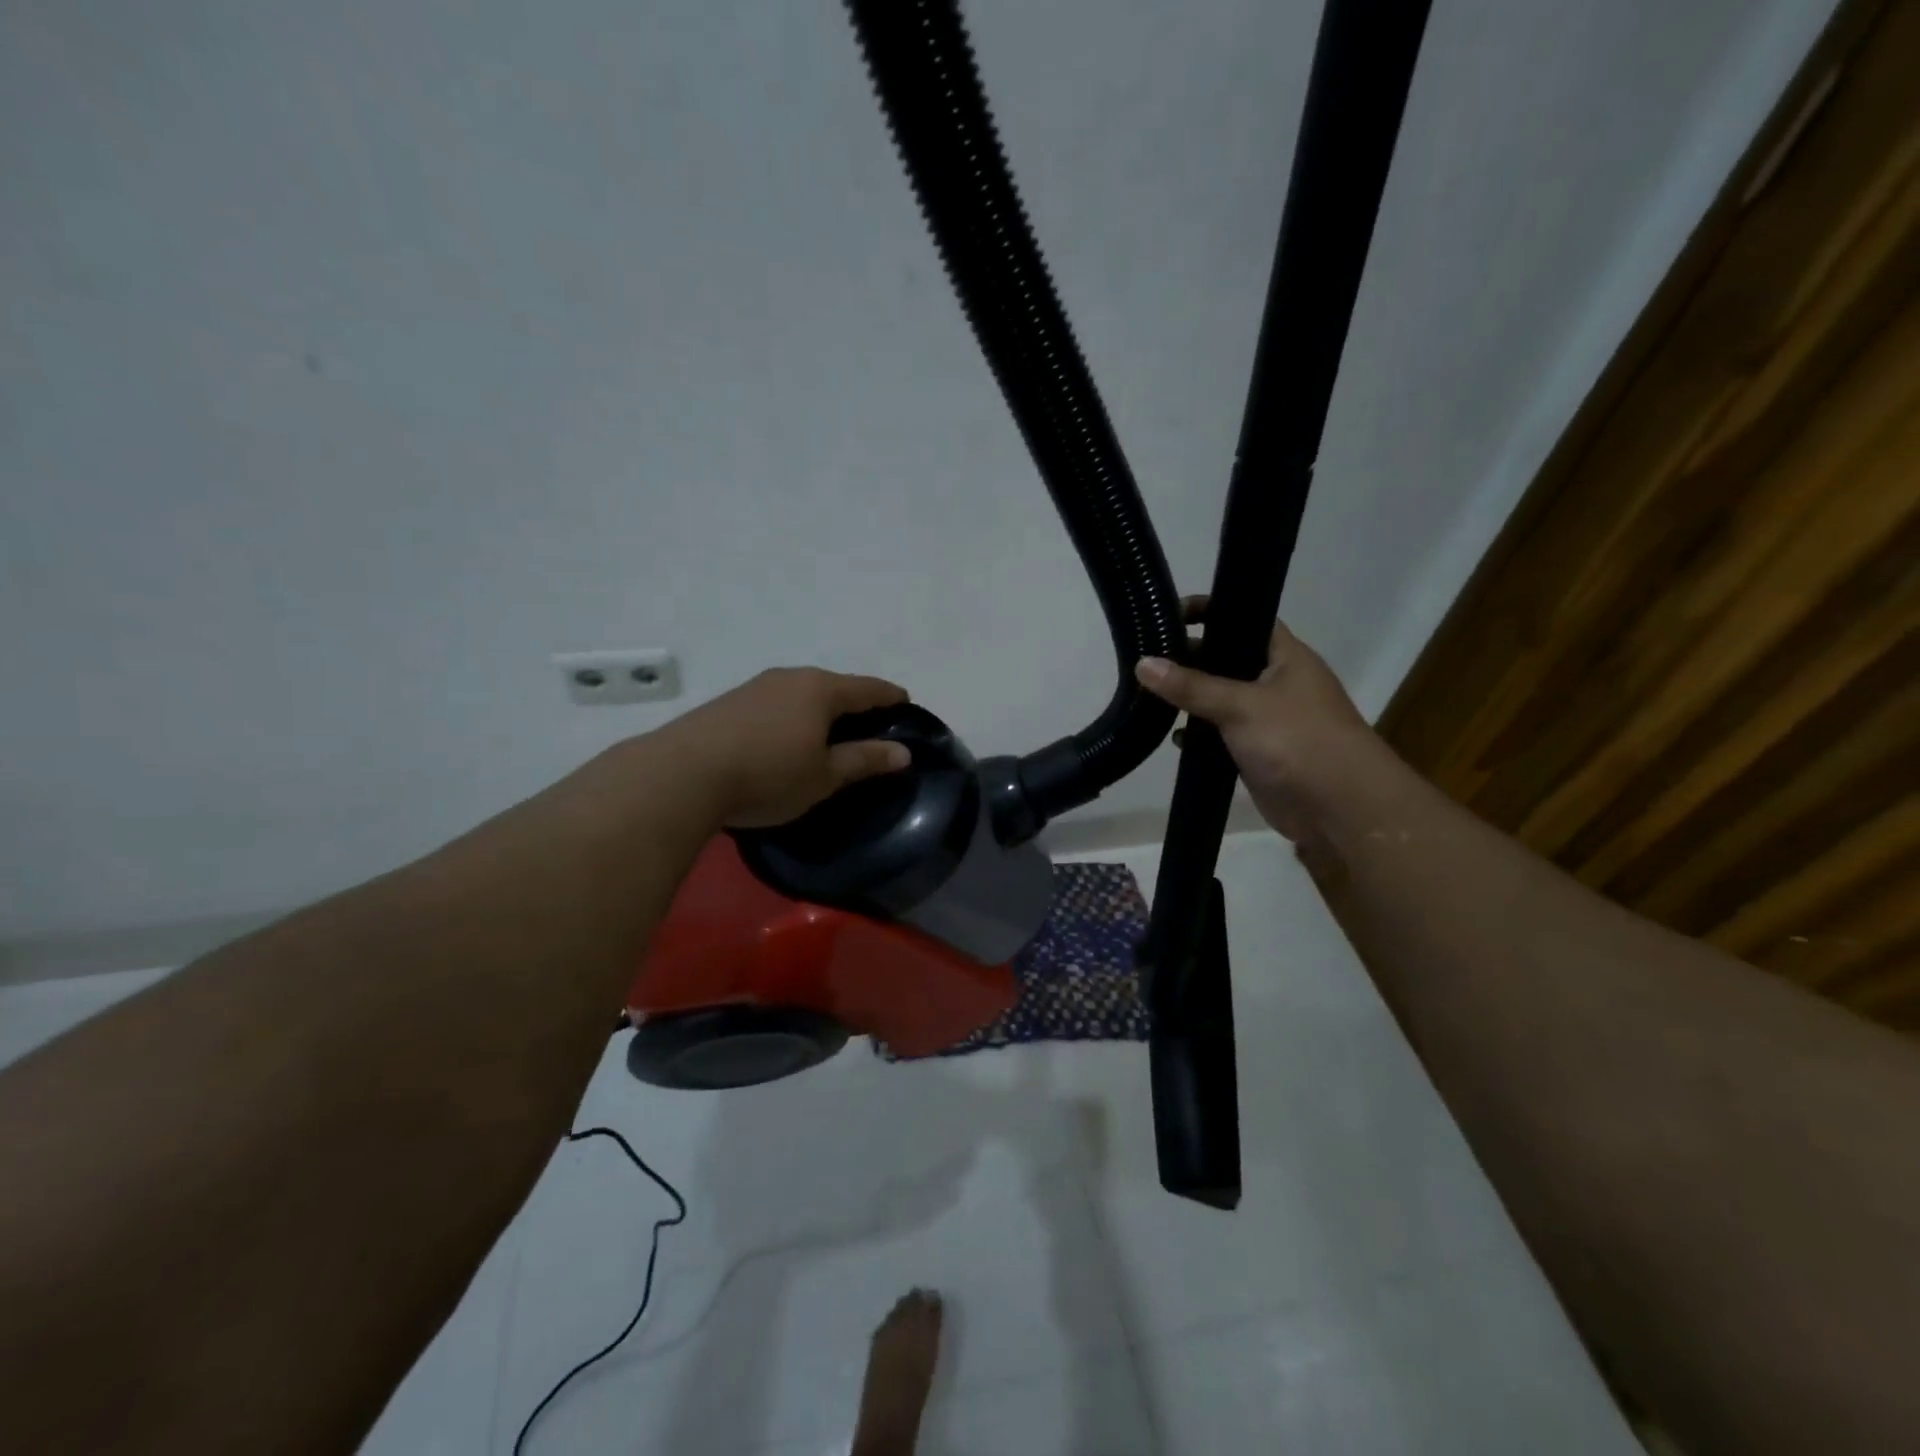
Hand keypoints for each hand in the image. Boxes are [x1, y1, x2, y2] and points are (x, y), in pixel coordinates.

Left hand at [654, 667, 913, 828]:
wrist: (682, 774)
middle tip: (869, 730)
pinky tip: (784, 741)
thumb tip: (903, 752)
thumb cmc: (768, 774)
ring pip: (801, 695)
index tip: (906, 705)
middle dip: (855, 705)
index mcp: (821, 689)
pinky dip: (791, 718)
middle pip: (834, 687)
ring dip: (819, 712)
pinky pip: (775, 705)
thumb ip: (865, 760)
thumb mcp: (824, 776)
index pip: (869, 688)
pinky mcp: (728, 703)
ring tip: (827, 738)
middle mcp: (790, 678)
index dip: (891, 697)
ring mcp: (755, 687)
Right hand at [1135, 598, 1380, 843]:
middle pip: (1226, 659)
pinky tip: (1175, 738)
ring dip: (1191, 700)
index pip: (1244, 618)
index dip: (1210, 611)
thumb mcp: (1240, 706)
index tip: (1169, 615)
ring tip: (1149, 696)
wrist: (1339, 808)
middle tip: (1147, 659)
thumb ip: (1191, 686)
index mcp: (1285, 657)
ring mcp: (1267, 719)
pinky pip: (1221, 734)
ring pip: (1220, 699)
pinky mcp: (1257, 752)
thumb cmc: (1297, 741)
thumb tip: (1142, 663)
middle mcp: (1276, 682)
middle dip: (1190, 659)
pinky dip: (1200, 734)